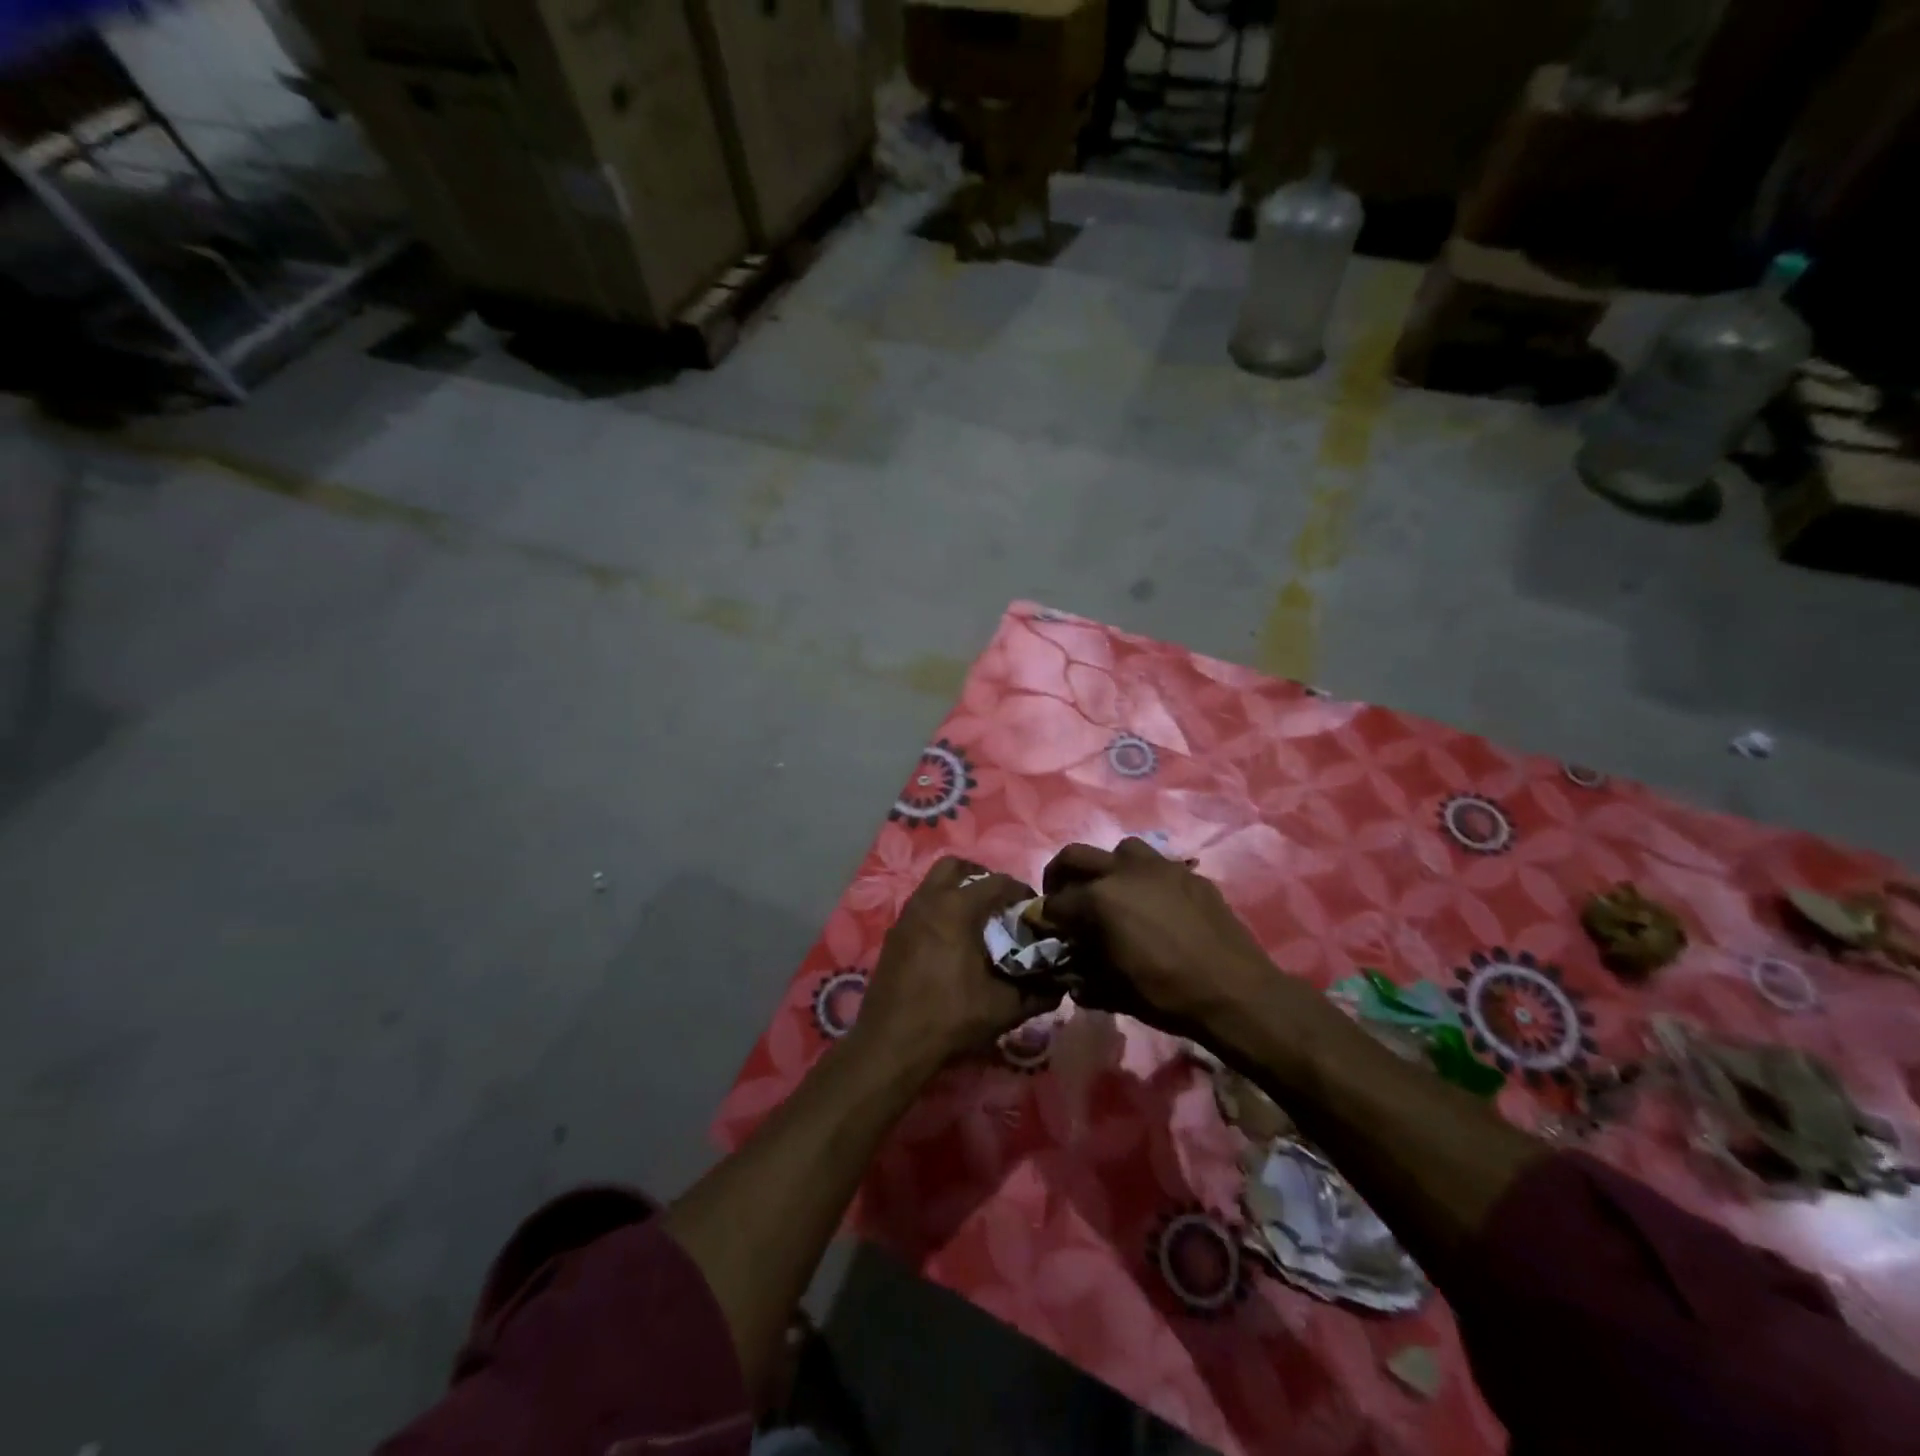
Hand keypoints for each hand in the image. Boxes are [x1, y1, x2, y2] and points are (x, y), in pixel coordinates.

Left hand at [856, 857, 1061, 1069]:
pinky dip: (938, 910)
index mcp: (957, 909)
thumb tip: (1061, 986)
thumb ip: (1037, 993)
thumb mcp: (1003, 1008)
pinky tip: (950, 942)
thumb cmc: (949, 1018)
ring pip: (933, 883)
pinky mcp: (893, 935)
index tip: (1033, 909)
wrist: (891, 1043)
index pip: (997, 882)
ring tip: (976, 920)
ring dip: (957, 891)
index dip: (1020, 891)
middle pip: (956, 866)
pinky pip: (920, 906)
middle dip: (981, 877)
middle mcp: (928, 901)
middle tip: (998, 902)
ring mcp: (906, 916)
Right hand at [1042, 838, 1278, 1034]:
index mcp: (1098, 899)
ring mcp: (1159, 867)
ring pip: (1119, 850)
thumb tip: (1069, 970)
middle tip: (1063, 898)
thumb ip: (1081, 973)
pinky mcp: (1188, 874)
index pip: (1055, 902)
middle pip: (1075, 857)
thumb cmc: (1166, 995)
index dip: (1044, 918)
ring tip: (1113, 894)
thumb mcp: (1111, 991)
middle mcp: (1123, 871)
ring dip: (1107, 868)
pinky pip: (1156, 867)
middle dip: (1060, 876)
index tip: (1045, 930)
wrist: (1235, 992)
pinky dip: (1144, 880)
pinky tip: (1153, 906)